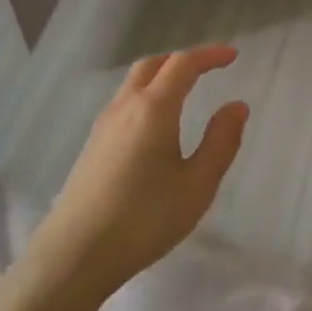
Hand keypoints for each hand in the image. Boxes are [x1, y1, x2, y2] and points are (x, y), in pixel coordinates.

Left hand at [30, 44, 249, 291]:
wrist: (75, 255)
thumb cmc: (145, 218)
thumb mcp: (198, 184)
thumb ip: (221, 141)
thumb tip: (236, 106)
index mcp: (154, 109)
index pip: (183, 65)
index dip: (209, 55)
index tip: (232, 56)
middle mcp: (125, 107)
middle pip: (152, 65)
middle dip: (182, 60)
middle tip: (208, 68)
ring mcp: (104, 126)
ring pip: (133, 83)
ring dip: (161, 76)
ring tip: (185, 91)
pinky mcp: (93, 146)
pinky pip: (123, 103)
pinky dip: (146, 95)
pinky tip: (156, 124)